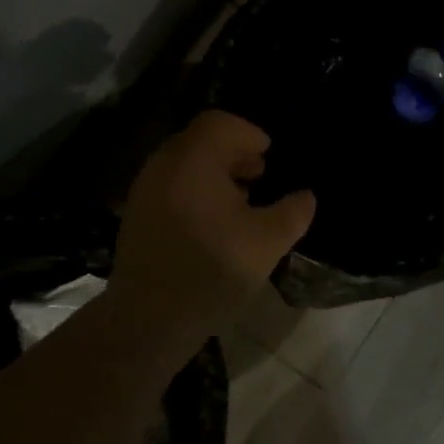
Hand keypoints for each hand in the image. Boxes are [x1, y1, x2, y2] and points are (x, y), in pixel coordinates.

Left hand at [105, 110, 315, 345]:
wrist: (149, 321)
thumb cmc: (211, 271)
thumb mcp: (267, 242)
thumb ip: (293, 212)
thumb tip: (306, 197)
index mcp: (192, 161)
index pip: (219, 123)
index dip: (249, 133)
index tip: (270, 157)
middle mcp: (163, 167)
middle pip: (200, 141)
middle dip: (234, 153)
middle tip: (261, 175)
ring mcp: (145, 192)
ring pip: (185, 165)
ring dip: (216, 174)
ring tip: (243, 201)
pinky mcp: (137, 217)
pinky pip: (172, 187)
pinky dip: (197, 191)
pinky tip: (216, 224)